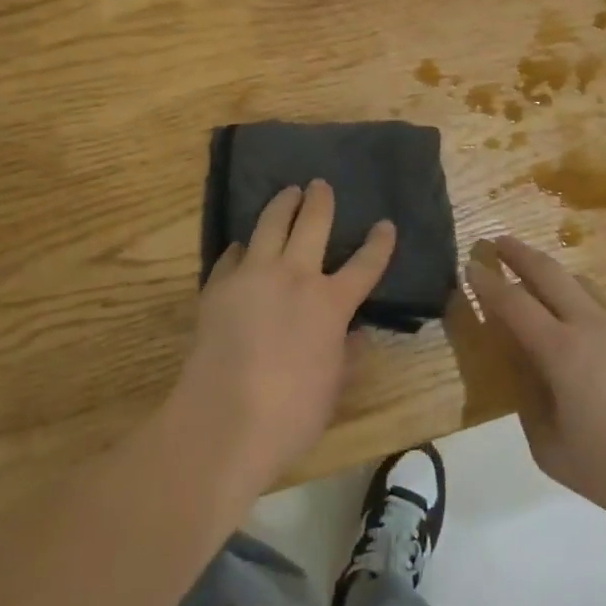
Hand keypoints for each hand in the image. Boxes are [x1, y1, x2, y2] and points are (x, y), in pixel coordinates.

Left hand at [173, 181, 393, 490]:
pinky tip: (242, 248)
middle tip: (321, 184)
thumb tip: (359, 336)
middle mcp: (295, 277)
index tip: (385, 224)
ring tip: (287, 193)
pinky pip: (233, 254)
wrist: (222, 421)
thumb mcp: (332, 390)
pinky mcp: (219, 285)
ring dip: (282, 204)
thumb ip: (347, 357)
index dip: (379, 243)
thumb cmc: (289, 415)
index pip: (365, 264)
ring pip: (271, 224)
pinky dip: (242, 248)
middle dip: (321, 200)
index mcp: (330, 304)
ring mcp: (254, 276)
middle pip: (313, 223)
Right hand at [466, 236, 605, 543]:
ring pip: (584, 284)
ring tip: (545, 285)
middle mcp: (592, 324)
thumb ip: (530, 409)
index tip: (471, 265)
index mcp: (562, 352)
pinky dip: (594, 310)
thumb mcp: (553, 453)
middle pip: (548, 272)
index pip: (513, 303)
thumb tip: (529, 378)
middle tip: (500, 241)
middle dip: (519, 253)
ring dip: (558, 278)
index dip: (488, 282)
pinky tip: (599, 339)